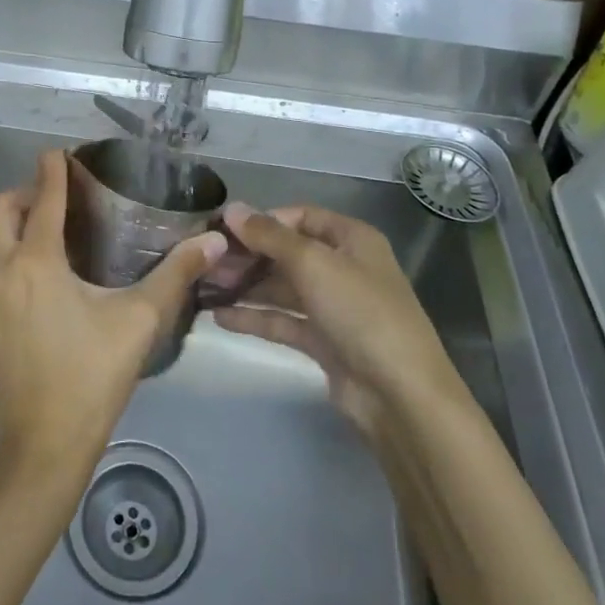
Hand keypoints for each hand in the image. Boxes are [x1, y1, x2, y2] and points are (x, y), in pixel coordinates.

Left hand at [0, 150, 226, 483]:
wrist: (44, 444)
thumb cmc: (93, 376)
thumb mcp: (140, 321)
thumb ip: (176, 274)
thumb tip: (214, 240)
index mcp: (38, 261)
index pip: (44, 199)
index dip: (52, 171)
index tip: (58, 153)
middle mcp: (1, 269)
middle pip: (1, 210)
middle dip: (25, 193)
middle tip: (53, 198)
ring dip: (3, 225)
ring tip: (33, 232)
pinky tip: (5, 279)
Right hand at [215, 202, 470, 447]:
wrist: (400, 395)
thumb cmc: (360, 312)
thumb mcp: (313, 263)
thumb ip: (269, 236)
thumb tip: (232, 209)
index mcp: (352, 239)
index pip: (300, 217)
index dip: (263, 221)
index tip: (223, 230)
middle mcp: (343, 267)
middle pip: (287, 253)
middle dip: (248, 256)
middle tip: (207, 262)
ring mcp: (334, 307)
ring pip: (282, 288)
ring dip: (246, 286)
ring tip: (204, 287)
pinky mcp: (324, 342)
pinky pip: (283, 321)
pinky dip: (254, 318)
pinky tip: (219, 317)